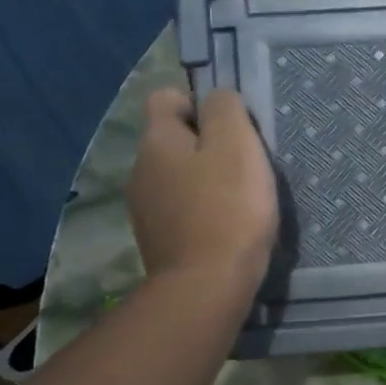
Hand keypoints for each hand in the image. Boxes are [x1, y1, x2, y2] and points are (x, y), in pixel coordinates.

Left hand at [126, 87, 278, 283]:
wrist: (207, 286)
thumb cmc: (228, 207)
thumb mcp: (237, 144)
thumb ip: (226, 109)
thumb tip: (217, 98)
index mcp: (157, 140)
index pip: (166, 98)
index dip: (199, 103)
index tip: (231, 126)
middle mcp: (140, 169)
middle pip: (173, 140)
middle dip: (206, 144)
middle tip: (245, 163)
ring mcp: (145, 208)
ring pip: (177, 176)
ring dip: (204, 180)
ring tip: (239, 199)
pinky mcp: (158, 240)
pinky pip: (181, 209)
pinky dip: (201, 211)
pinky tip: (226, 227)